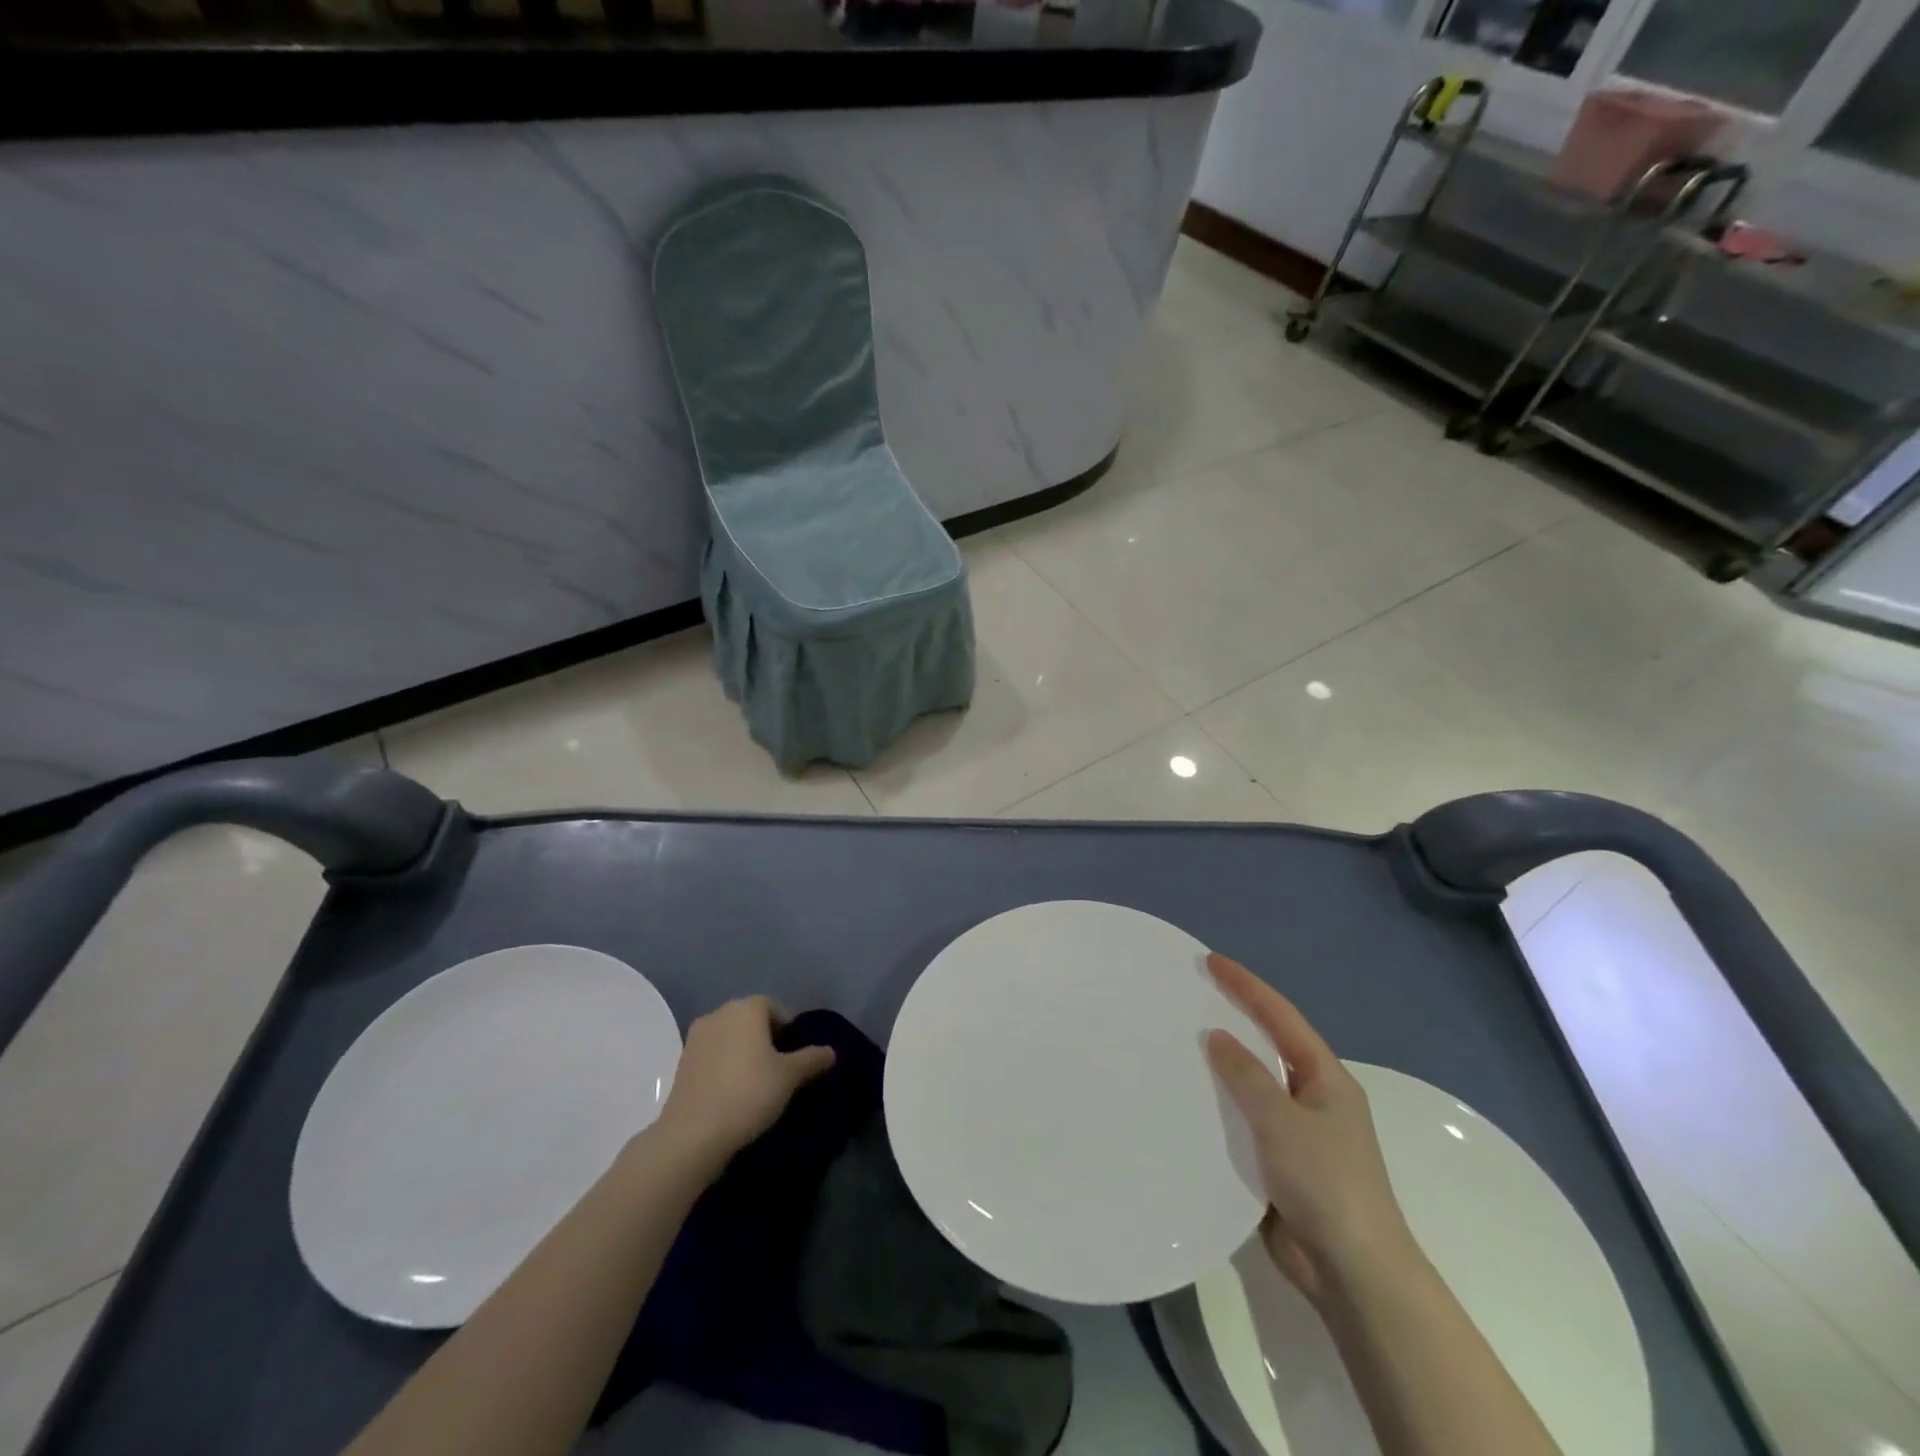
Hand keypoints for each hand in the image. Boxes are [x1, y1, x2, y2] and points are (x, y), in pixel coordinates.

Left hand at [653, 997, 835, 1166]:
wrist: (693, 1134)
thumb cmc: (749, 1093)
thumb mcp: (789, 1077)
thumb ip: (812, 1059)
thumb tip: (831, 1051)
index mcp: (746, 1008)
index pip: (774, 1007)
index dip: (787, 1029)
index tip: (794, 1056)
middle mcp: (719, 1013)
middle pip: (750, 1019)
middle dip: (765, 1039)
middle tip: (778, 1069)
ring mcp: (696, 1038)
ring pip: (729, 1037)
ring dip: (743, 1052)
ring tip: (755, 1083)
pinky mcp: (681, 1063)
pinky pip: (712, 1056)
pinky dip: (724, 1066)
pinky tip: (731, 1093)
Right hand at [1205, 953, 1417, 1305]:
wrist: (1353, 1273)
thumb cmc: (1326, 1183)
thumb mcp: (1283, 1121)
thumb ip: (1247, 1075)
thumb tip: (1216, 1036)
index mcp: (1325, 1078)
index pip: (1281, 1017)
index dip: (1246, 986)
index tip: (1210, 961)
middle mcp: (1311, 1098)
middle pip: (1267, 1045)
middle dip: (1232, 1018)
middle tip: (1189, 995)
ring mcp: (1295, 1133)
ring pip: (1250, 1086)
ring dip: (1220, 1066)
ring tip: (1177, 1042)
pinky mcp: (1276, 1165)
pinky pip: (1241, 1123)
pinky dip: (1216, 1108)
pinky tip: (1185, 1102)